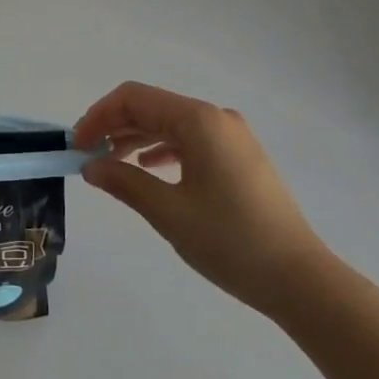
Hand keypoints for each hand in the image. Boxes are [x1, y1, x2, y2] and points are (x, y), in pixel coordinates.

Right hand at [73, 82, 331, 318]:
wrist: (301, 279)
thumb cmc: (231, 242)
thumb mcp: (169, 213)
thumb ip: (124, 183)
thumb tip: (91, 167)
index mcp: (198, 120)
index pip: (134, 98)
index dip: (98, 116)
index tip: (77, 147)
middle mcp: (215, 117)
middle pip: (152, 107)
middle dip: (114, 127)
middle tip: (87, 157)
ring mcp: (231, 136)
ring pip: (170, 123)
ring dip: (136, 138)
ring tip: (111, 165)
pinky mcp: (240, 156)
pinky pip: (190, 139)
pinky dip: (162, 149)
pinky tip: (149, 170)